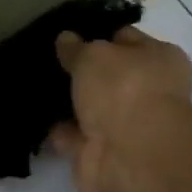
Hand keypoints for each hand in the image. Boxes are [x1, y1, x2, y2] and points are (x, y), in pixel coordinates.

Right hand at [50, 26, 191, 191]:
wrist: (132, 157)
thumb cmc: (125, 91)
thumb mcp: (95, 55)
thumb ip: (77, 48)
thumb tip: (66, 39)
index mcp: (159, 60)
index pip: (125, 39)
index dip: (96, 36)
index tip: (65, 34)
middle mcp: (146, 93)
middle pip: (106, 77)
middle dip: (78, 71)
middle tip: (43, 59)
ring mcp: (125, 127)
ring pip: (89, 108)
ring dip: (66, 103)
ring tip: (33, 86)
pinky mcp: (102, 155)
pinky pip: (74, 137)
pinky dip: (58, 132)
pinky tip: (34, 117)